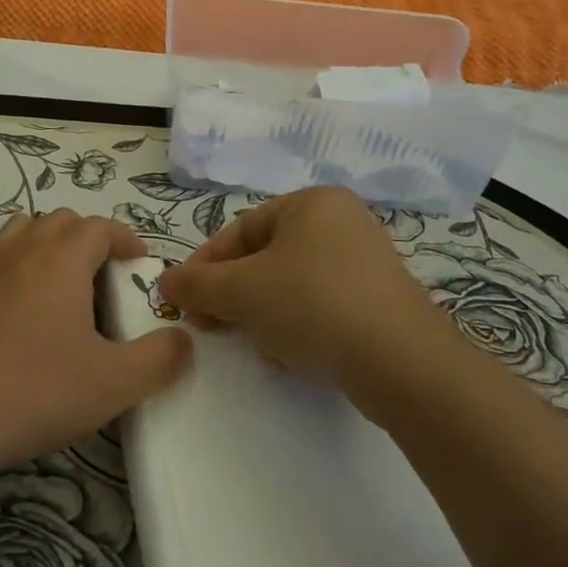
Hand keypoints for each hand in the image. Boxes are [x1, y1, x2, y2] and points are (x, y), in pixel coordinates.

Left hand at [0, 208, 192, 476]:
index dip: (126, 238)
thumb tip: (184, 339)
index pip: (99, 226)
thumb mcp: (112, 384)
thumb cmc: (33, 391)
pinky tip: (23, 318)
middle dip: (90, 238)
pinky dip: (20, 269)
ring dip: (50, 245)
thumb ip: (159, 360)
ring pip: (23, 233)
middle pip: (60, 220)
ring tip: (65, 286)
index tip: (141, 262)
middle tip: (107, 277)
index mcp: (61, 259)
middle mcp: (21, 252)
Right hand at [158, 186, 445, 393]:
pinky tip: (292, 356)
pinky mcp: (383, 302)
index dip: (205, 265)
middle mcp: (343, 222)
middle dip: (235, 295)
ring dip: (264, 314)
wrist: (402, 363)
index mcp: (312, 202)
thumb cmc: (312, 305)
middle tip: (213, 325)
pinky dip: (299, 326)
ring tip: (257, 345)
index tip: (184, 300)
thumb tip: (165, 281)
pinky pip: (323, 306)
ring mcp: (367, 262)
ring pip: (292, 285)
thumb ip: (196, 284)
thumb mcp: (240, 292)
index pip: (240, 230)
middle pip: (266, 258)